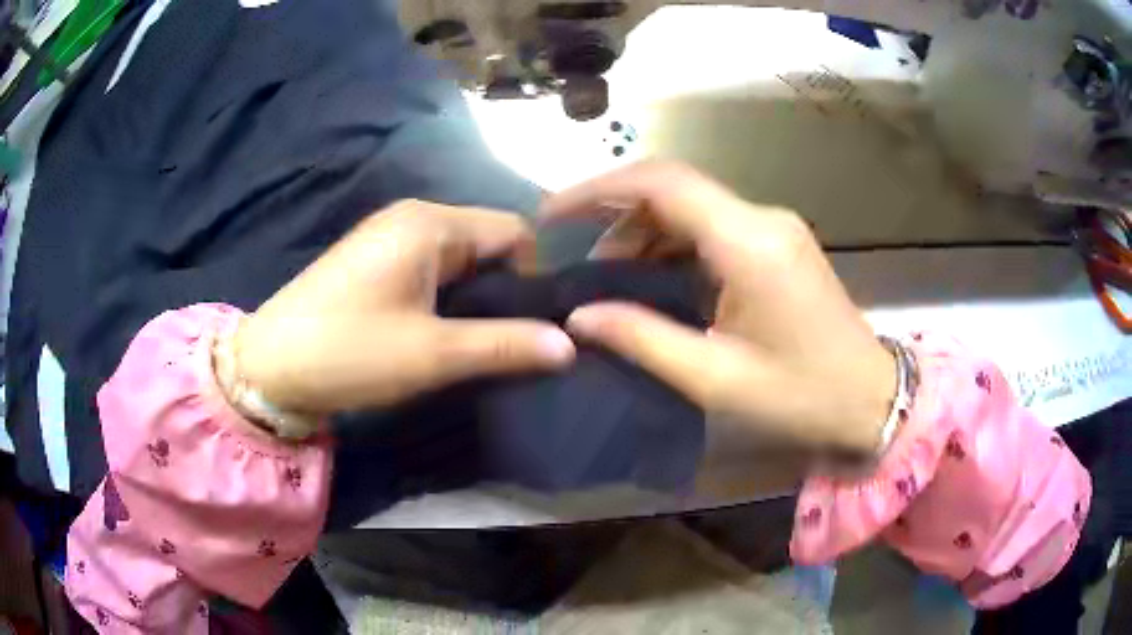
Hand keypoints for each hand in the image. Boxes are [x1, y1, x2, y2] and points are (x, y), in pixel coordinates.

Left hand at [234, 201, 575, 413]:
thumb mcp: (433, 354)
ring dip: (477, 296)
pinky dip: (448, 295)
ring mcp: (389, 236)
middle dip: (507, 288)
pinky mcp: (374, 260)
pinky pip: (430, 267)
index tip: (538, 325)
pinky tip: (441, 330)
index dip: (536, 276)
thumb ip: (505, 345)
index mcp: (431, 223)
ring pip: (459, 257)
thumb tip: (570, 345)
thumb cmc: (350, 351)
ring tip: (479, 341)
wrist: (269, 365)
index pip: (515, 232)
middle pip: (487, 241)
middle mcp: (414, 216)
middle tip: (512, 341)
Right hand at [544, 162, 895, 454]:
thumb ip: (643, 339)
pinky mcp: (777, 244)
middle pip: (673, 189)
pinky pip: (712, 227)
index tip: (551, 214)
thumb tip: (580, 315)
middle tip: (578, 262)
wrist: (870, 401)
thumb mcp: (716, 379)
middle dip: (616, 217)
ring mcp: (773, 228)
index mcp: (749, 243)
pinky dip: (672, 245)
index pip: (662, 184)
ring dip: (643, 233)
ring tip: (608, 278)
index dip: (598, 189)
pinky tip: (653, 281)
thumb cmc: (802, 397)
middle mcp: (762, 218)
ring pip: (691, 207)